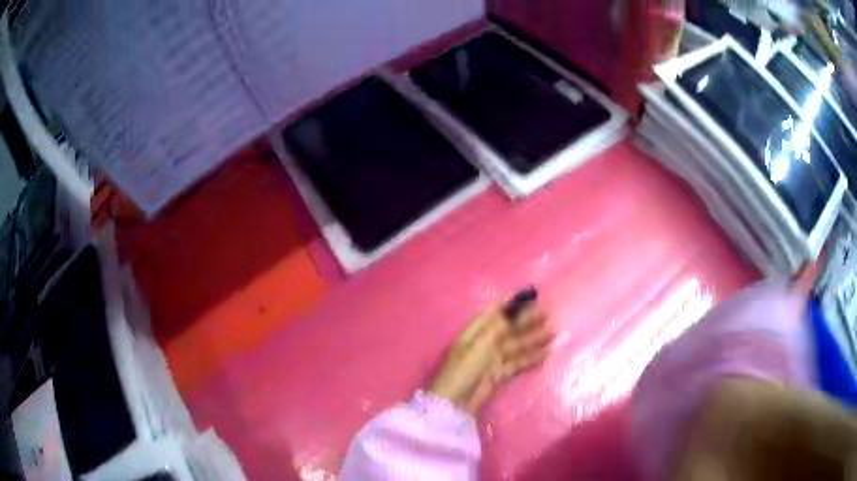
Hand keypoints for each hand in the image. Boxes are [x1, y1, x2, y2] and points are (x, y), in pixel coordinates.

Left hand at [427, 299, 553, 414]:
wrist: (454, 404)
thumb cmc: (463, 370)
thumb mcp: (481, 345)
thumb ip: (499, 328)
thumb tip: (515, 309)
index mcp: (474, 332)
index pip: (493, 311)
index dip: (510, 302)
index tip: (530, 294)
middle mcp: (483, 342)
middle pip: (508, 328)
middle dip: (527, 319)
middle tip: (548, 312)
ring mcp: (490, 360)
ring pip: (515, 345)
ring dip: (533, 338)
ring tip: (553, 332)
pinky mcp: (497, 375)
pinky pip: (517, 363)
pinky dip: (530, 358)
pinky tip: (545, 354)